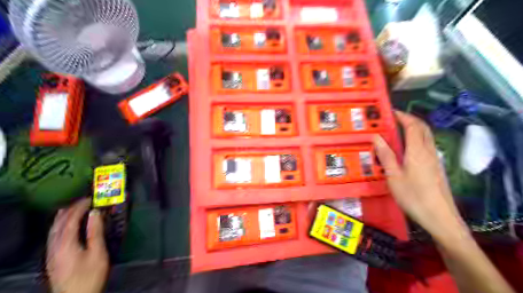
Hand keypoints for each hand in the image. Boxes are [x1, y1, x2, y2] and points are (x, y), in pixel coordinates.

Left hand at [46, 199, 108, 292]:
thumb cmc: (90, 274)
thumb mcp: (97, 252)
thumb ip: (95, 232)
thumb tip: (95, 213)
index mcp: (66, 243)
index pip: (70, 219)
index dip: (80, 207)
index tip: (91, 199)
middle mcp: (54, 246)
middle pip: (58, 223)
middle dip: (70, 209)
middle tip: (83, 201)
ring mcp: (51, 252)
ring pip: (53, 230)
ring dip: (62, 217)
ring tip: (72, 207)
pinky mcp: (52, 258)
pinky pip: (53, 235)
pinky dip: (59, 225)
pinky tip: (64, 225)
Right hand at [373, 112, 467, 244]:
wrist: (440, 217)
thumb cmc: (414, 196)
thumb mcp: (394, 176)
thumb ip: (386, 155)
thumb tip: (376, 137)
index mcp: (417, 151)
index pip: (413, 126)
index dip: (403, 116)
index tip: (391, 112)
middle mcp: (428, 151)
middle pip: (423, 128)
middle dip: (410, 119)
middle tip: (394, 119)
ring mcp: (434, 159)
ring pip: (426, 137)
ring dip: (414, 129)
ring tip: (398, 131)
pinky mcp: (436, 167)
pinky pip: (426, 146)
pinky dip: (417, 139)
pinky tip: (406, 149)